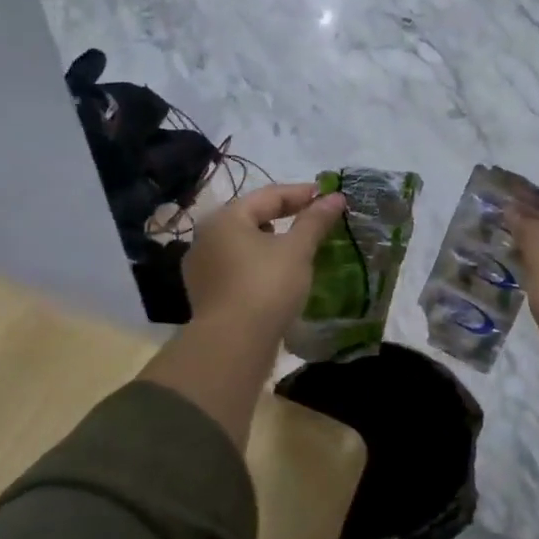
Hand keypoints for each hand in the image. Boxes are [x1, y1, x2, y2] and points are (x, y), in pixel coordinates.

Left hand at [141, 182, 345, 446]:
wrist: (233, 345)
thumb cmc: (266, 286)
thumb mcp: (297, 250)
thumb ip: (315, 221)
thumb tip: (336, 197)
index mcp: (225, 218)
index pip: (269, 196)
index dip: (301, 194)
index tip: (327, 196)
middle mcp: (206, 237)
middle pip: (252, 218)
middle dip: (285, 217)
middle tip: (315, 221)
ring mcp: (202, 268)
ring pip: (244, 245)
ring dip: (271, 243)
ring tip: (299, 250)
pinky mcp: (206, 294)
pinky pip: (237, 269)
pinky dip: (259, 266)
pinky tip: (279, 276)